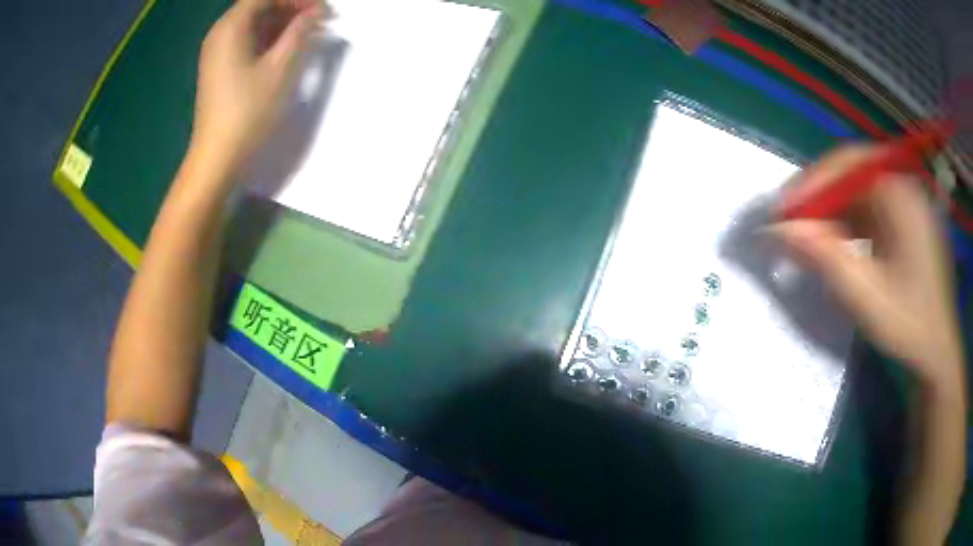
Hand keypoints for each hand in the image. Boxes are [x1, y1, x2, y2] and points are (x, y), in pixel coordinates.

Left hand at [191, 0, 324, 173]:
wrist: (217, 156)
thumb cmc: (248, 111)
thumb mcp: (281, 67)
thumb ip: (301, 32)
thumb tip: (316, 12)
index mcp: (231, 27)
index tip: (322, 10)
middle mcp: (220, 32)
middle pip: (259, 5)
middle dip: (291, 8)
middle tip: (319, 20)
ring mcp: (217, 50)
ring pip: (254, 22)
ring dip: (282, 22)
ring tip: (309, 33)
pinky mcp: (219, 66)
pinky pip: (246, 39)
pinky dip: (268, 37)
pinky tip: (286, 47)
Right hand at [773, 145, 963, 386]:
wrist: (938, 352)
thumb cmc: (909, 323)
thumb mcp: (865, 294)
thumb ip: (824, 256)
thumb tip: (778, 229)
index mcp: (902, 194)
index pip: (849, 163)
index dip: (812, 181)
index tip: (783, 209)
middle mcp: (904, 188)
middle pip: (852, 174)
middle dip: (820, 196)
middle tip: (791, 222)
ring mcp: (906, 205)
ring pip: (859, 193)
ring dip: (832, 211)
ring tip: (809, 236)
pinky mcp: (905, 223)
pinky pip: (870, 210)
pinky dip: (848, 223)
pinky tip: (837, 245)